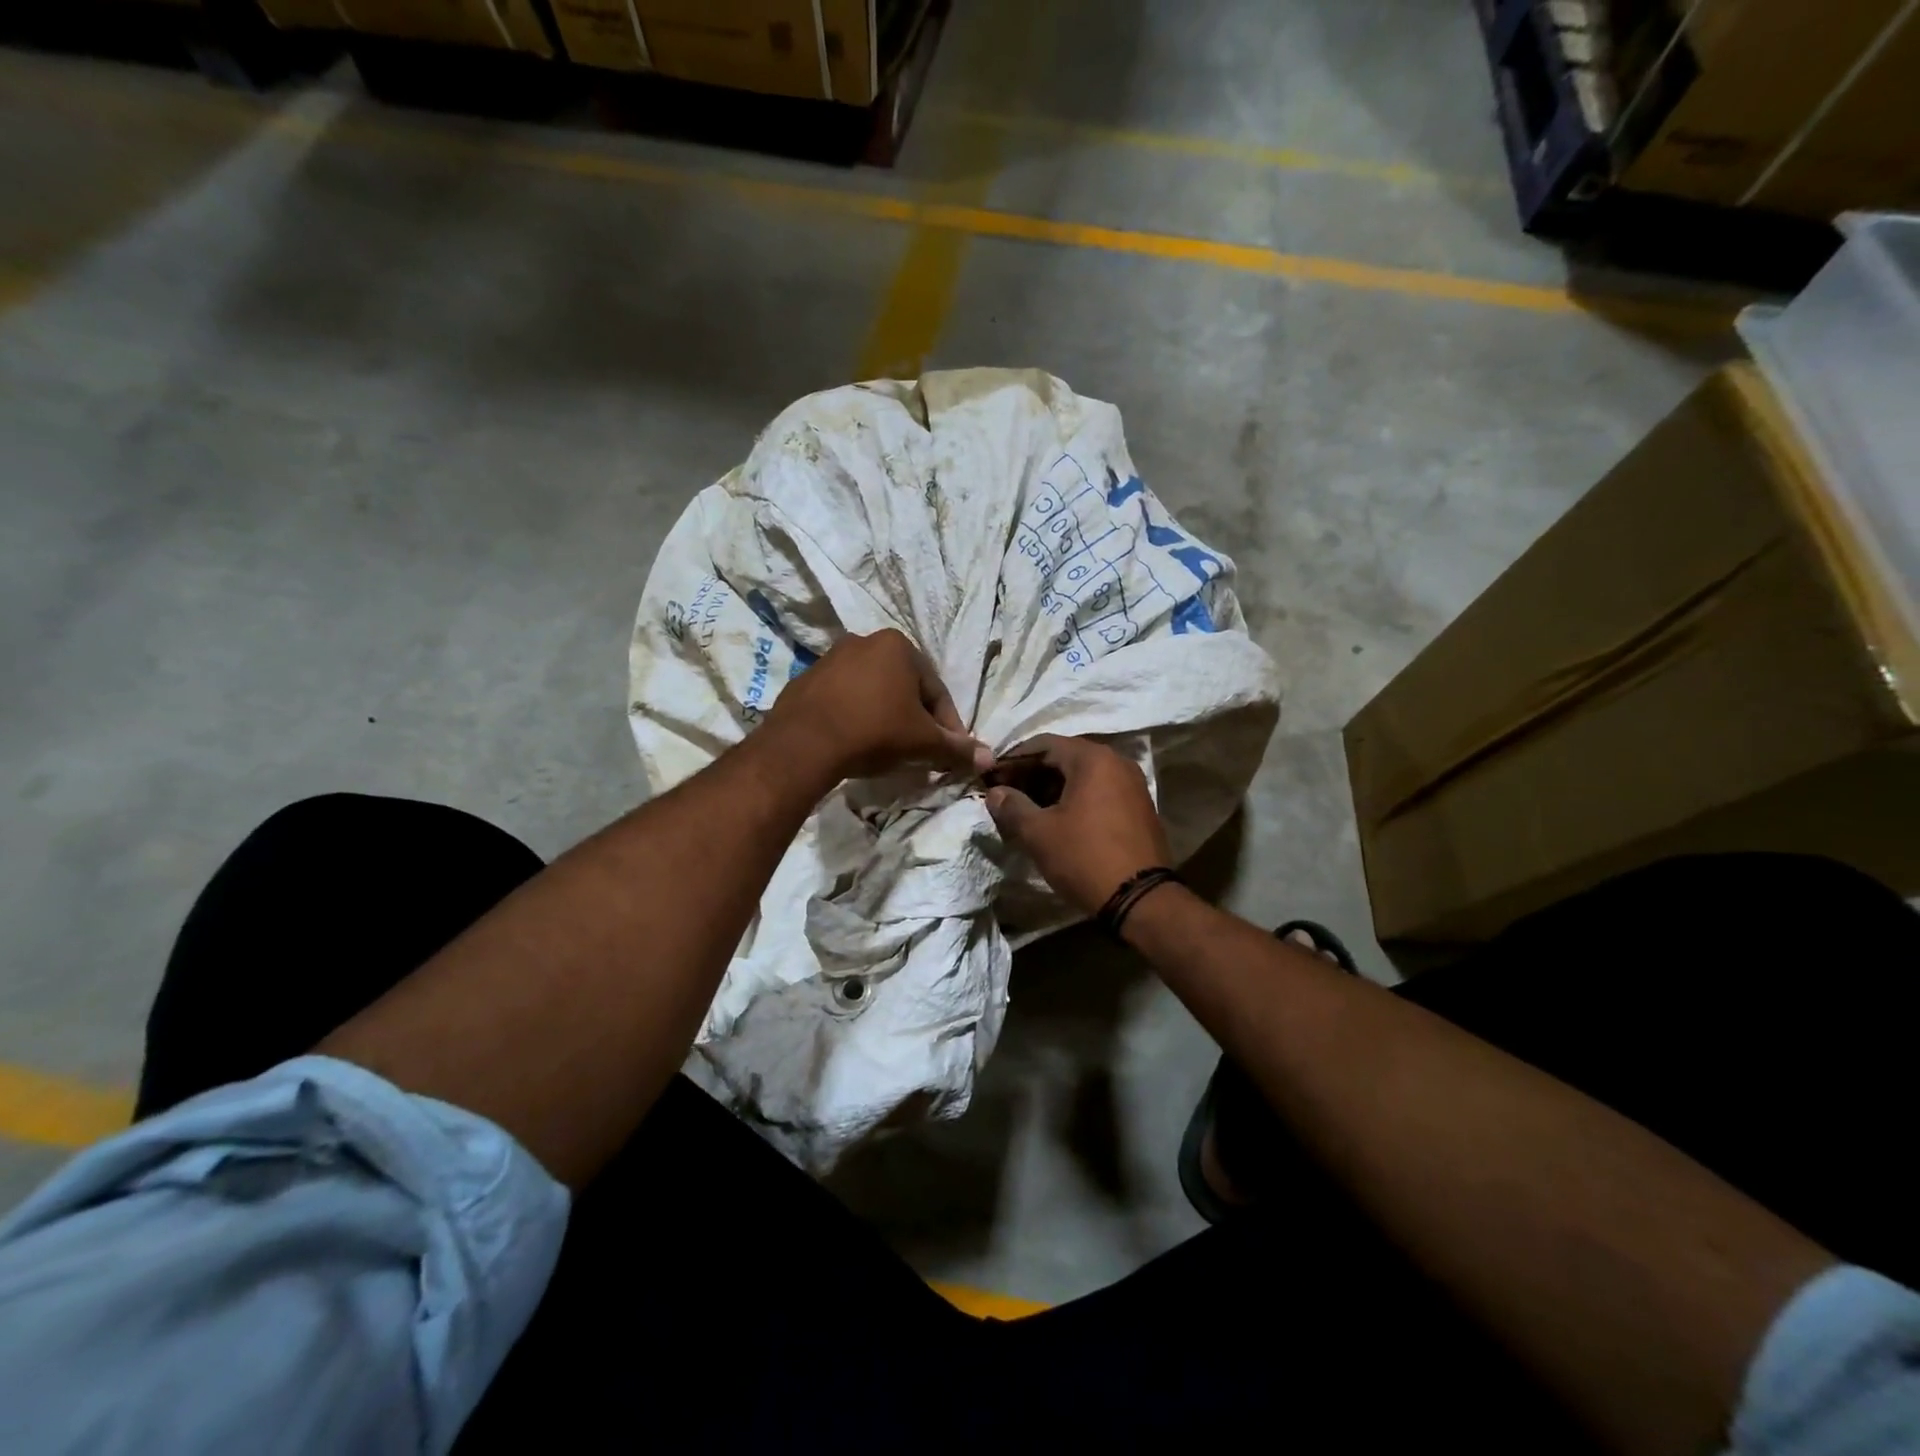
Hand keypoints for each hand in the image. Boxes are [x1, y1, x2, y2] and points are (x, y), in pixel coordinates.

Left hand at [764, 628, 992, 783]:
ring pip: (872, 693)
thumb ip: (957, 749)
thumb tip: (989, 760)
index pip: (937, 691)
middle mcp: (864, 642)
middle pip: (904, 689)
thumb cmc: (875, 732)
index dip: (948, 727)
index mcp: (898, 646)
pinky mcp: (805, 681)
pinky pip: (842, 701)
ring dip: (885, 718)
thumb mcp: (923, 743)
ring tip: (888, 751)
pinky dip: (855, 718)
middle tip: (920, 752)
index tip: (950, 753)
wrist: (804, 743)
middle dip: (915, 720)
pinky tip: (855, 744)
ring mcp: (830, 660)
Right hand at [984, 734, 1171, 916]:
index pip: (1043, 744)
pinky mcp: (1139, 807)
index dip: (1013, 759)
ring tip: (1028, 811)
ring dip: (1053, 788)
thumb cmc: (1084, 857)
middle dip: (1032, 774)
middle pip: (1064, 757)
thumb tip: (995, 792)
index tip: (991, 778)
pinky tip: (1058, 821)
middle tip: (1007, 796)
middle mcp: (1117, 762)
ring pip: (1083, 776)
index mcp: (1093, 759)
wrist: (1140, 900)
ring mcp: (1132, 785)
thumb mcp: (1038, 833)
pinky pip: (1100, 792)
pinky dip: (1076, 799)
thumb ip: (1012, 806)